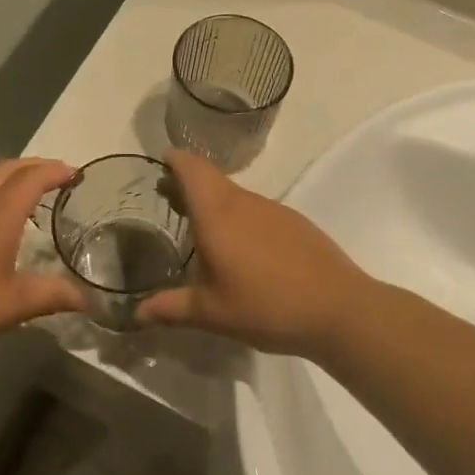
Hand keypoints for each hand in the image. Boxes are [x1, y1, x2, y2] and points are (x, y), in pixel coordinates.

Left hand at [0, 158, 86, 361]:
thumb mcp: (12, 305)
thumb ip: (51, 296)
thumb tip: (87, 298)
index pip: (30, 180)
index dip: (54, 171)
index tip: (77, 172)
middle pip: (4, 172)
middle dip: (32, 166)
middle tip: (57, 174)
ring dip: (12, 186)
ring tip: (35, 203)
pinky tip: (3, 237)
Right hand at [136, 152, 370, 358]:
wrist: (340, 309)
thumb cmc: (266, 306)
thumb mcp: (211, 314)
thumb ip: (170, 308)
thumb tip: (135, 314)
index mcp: (218, 214)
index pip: (192, 169)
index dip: (174, 160)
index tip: (160, 163)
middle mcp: (245, 202)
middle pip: (212, 179)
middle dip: (188, 183)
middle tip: (168, 200)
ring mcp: (274, 210)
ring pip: (236, 195)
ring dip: (215, 203)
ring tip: (201, 230)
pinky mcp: (295, 223)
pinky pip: (257, 210)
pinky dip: (240, 218)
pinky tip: (243, 250)